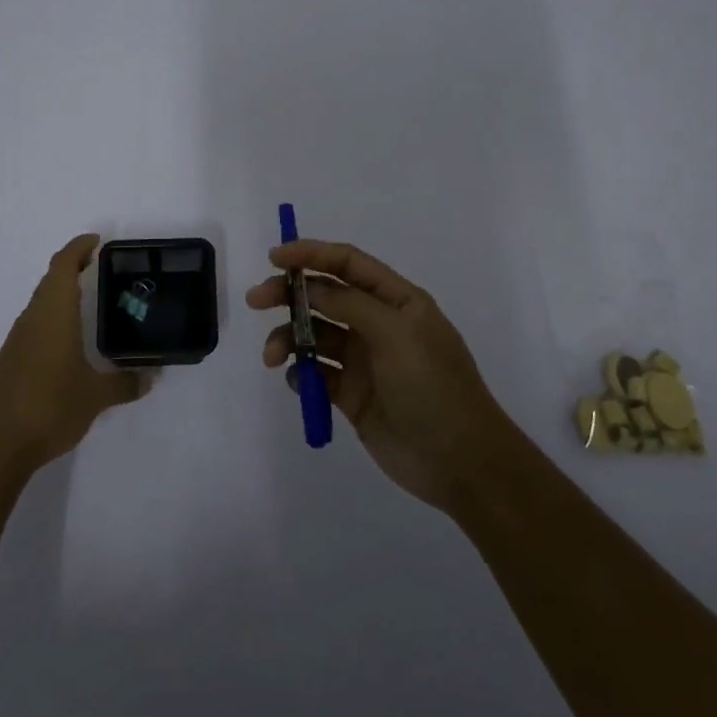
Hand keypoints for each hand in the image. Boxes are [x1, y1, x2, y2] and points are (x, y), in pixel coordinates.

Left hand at [0, 234, 148, 475]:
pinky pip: (36, 323)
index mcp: (54, 314)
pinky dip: (55, 316)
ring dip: (63, 292)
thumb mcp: (96, 396)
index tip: (97, 241)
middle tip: (102, 267)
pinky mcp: (12, 360)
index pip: (63, 266)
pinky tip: (71, 338)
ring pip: (42, 302)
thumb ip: (125, 383)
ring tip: (92, 299)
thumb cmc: (49, 407)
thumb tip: (151, 377)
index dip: (78, 247)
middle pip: (51, 279)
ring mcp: (19, 339)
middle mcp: (33, 318)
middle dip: (73, 267)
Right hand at [247, 239, 515, 511]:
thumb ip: (351, 304)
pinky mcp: (352, 395)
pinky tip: (297, 381)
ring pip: (315, 336)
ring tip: (272, 356)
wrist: (460, 462)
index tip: (275, 258)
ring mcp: (364, 360)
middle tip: (256, 300)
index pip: (348, 264)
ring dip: (289, 338)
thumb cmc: (433, 386)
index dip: (311, 254)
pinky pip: (317, 374)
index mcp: (397, 300)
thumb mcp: (396, 334)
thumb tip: (310, 287)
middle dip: (289, 294)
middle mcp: (378, 324)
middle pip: (325, 296)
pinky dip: (301, 373)